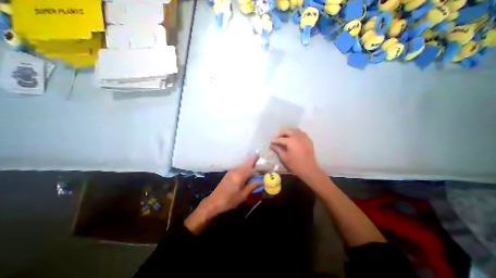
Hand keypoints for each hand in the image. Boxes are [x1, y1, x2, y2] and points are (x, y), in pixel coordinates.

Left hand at [184, 156, 260, 233]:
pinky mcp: (228, 174)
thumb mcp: (242, 195)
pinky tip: (246, 170)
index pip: (251, 170)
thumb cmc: (229, 200)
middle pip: (246, 164)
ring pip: (242, 165)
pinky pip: (238, 168)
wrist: (214, 202)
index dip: (258, 170)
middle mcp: (235, 171)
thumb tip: (260, 181)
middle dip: (252, 160)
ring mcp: (231, 172)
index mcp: (239, 176)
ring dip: (248, 164)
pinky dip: (244, 167)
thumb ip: (252, 186)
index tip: (264, 170)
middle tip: (258, 156)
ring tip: (254, 163)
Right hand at [270, 128, 321, 177]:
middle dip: (281, 133)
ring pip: (295, 130)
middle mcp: (297, 136)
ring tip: (285, 136)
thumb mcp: (284, 157)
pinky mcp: (308, 140)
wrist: (309, 169)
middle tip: (277, 137)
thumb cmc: (295, 164)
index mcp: (291, 141)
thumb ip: (277, 149)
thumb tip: (271, 145)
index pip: (281, 139)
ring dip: (289, 132)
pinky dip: (296, 133)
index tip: (271, 141)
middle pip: (288, 131)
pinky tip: (293, 138)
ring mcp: (304, 137)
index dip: (275, 140)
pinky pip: (301, 133)